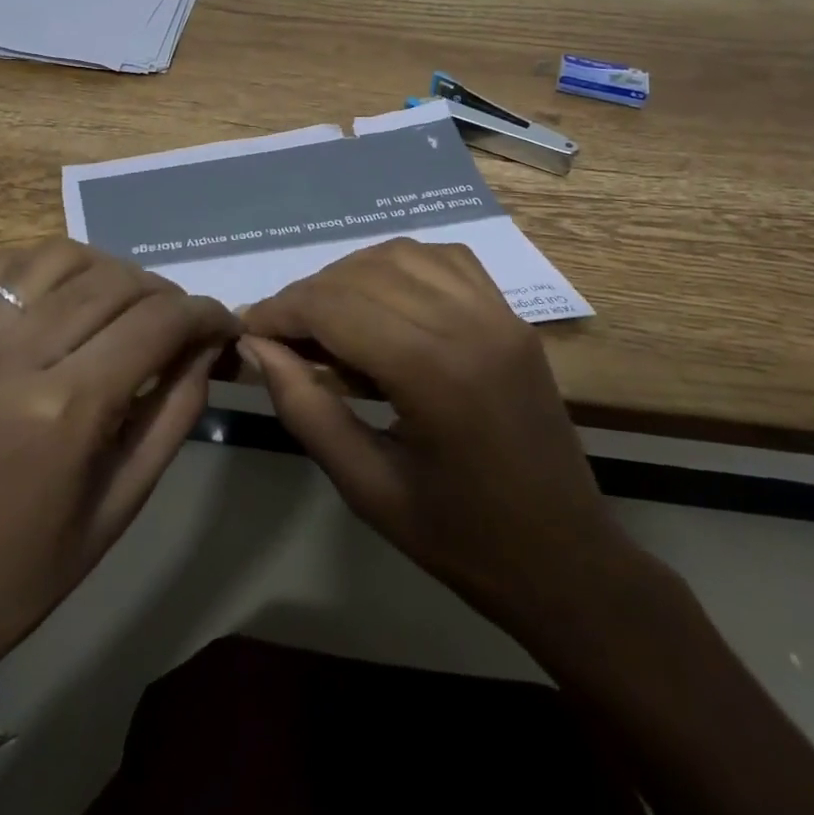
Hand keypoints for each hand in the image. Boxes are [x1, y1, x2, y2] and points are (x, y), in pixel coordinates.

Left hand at [0, 240, 234, 689]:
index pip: (156, 324)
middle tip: (182, 322)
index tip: (223, 324)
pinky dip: (44, 265)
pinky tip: (65, 293)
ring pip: (60, 258)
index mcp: (66, 410)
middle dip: (165, 293)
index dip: (203, 314)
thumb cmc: (28, 569)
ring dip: (109, 270)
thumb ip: (175, 411)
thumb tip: (207, 346)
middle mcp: (16, 358)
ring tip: (126, 304)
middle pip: (114, 282)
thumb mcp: (123, 502)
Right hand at [239, 238, 642, 643]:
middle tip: (281, 335)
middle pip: (363, 273)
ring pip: (402, 253)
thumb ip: (305, 407)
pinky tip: (383, 300)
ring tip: (328, 319)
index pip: (335, 306)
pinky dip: (401, 266)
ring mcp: (498, 312)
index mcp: (434, 371)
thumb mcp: (366, 486)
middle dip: (309, 295)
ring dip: (351, 275)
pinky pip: (446, 259)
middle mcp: (469, 322)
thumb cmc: (461, 538)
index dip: (281, 311)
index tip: (247, 330)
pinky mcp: (512, 315)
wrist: (566, 560)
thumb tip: (256, 348)